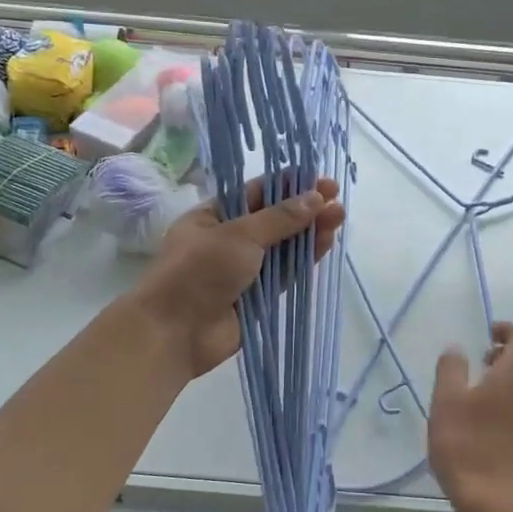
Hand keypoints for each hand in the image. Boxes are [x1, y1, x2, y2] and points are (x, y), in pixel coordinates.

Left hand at [131, 178, 345, 377]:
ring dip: (310, 232)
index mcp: (213, 216)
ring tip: (338, 216)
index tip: (317, 179)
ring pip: (284, 247)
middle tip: (336, 198)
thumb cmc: (198, 271)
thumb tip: (315, 198)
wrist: (174, 333)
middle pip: (274, 219)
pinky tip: (326, 243)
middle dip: (304, 208)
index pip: (255, 193)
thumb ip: (280, 218)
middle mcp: (229, 240)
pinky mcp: (258, 297)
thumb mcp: (239, 235)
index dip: (287, 185)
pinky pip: (286, 274)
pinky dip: (305, 259)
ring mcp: (244, 270)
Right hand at [428, 322, 512, 511]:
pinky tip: (499, 427)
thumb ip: (451, 369)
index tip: (487, 338)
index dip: (508, 330)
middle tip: (484, 364)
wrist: (500, 506)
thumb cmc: (468, 445)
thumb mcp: (446, 402)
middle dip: (512, 354)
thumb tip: (458, 349)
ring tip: (489, 396)